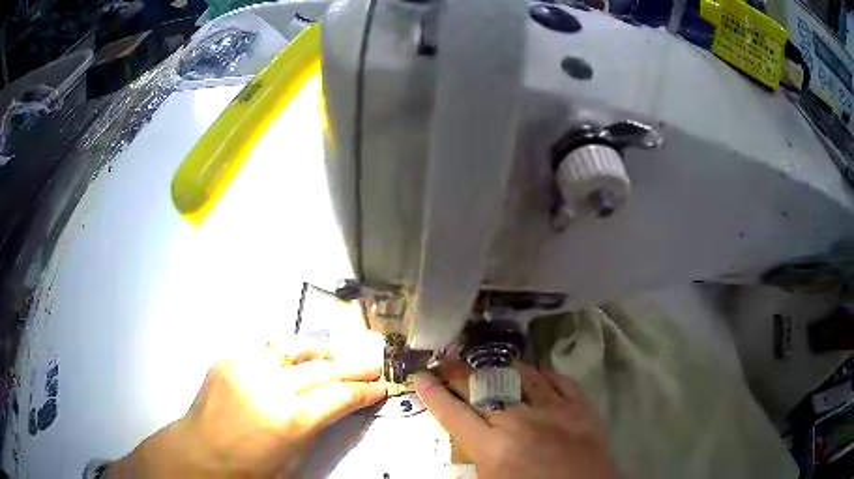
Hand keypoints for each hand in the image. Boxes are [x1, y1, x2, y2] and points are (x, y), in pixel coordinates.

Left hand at [107, 345, 385, 477]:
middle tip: (371, 365)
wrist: (199, 454)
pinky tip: (290, 365)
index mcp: (290, 419)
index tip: (380, 387)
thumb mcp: (293, 459)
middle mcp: (270, 386)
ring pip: (293, 348)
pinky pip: (265, 352)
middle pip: (322, 368)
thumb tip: (332, 407)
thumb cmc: (249, 469)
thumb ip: (315, 429)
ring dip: (318, 352)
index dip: (365, 391)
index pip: (339, 396)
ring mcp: (246, 368)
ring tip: (333, 357)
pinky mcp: (228, 360)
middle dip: (352, 368)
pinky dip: (285, 357)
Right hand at [414, 362, 612, 478]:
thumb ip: (474, 459)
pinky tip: (535, 373)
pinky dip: (543, 374)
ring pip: (521, 376)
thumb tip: (463, 436)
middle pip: (483, 388)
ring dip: (500, 368)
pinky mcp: (581, 407)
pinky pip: (559, 380)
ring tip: (487, 362)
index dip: (433, 393)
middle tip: (445, 359)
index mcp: (493, 448)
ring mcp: (554, 410)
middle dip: (458, 372)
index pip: (453, 414)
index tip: (421, 376)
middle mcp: (520, 421)